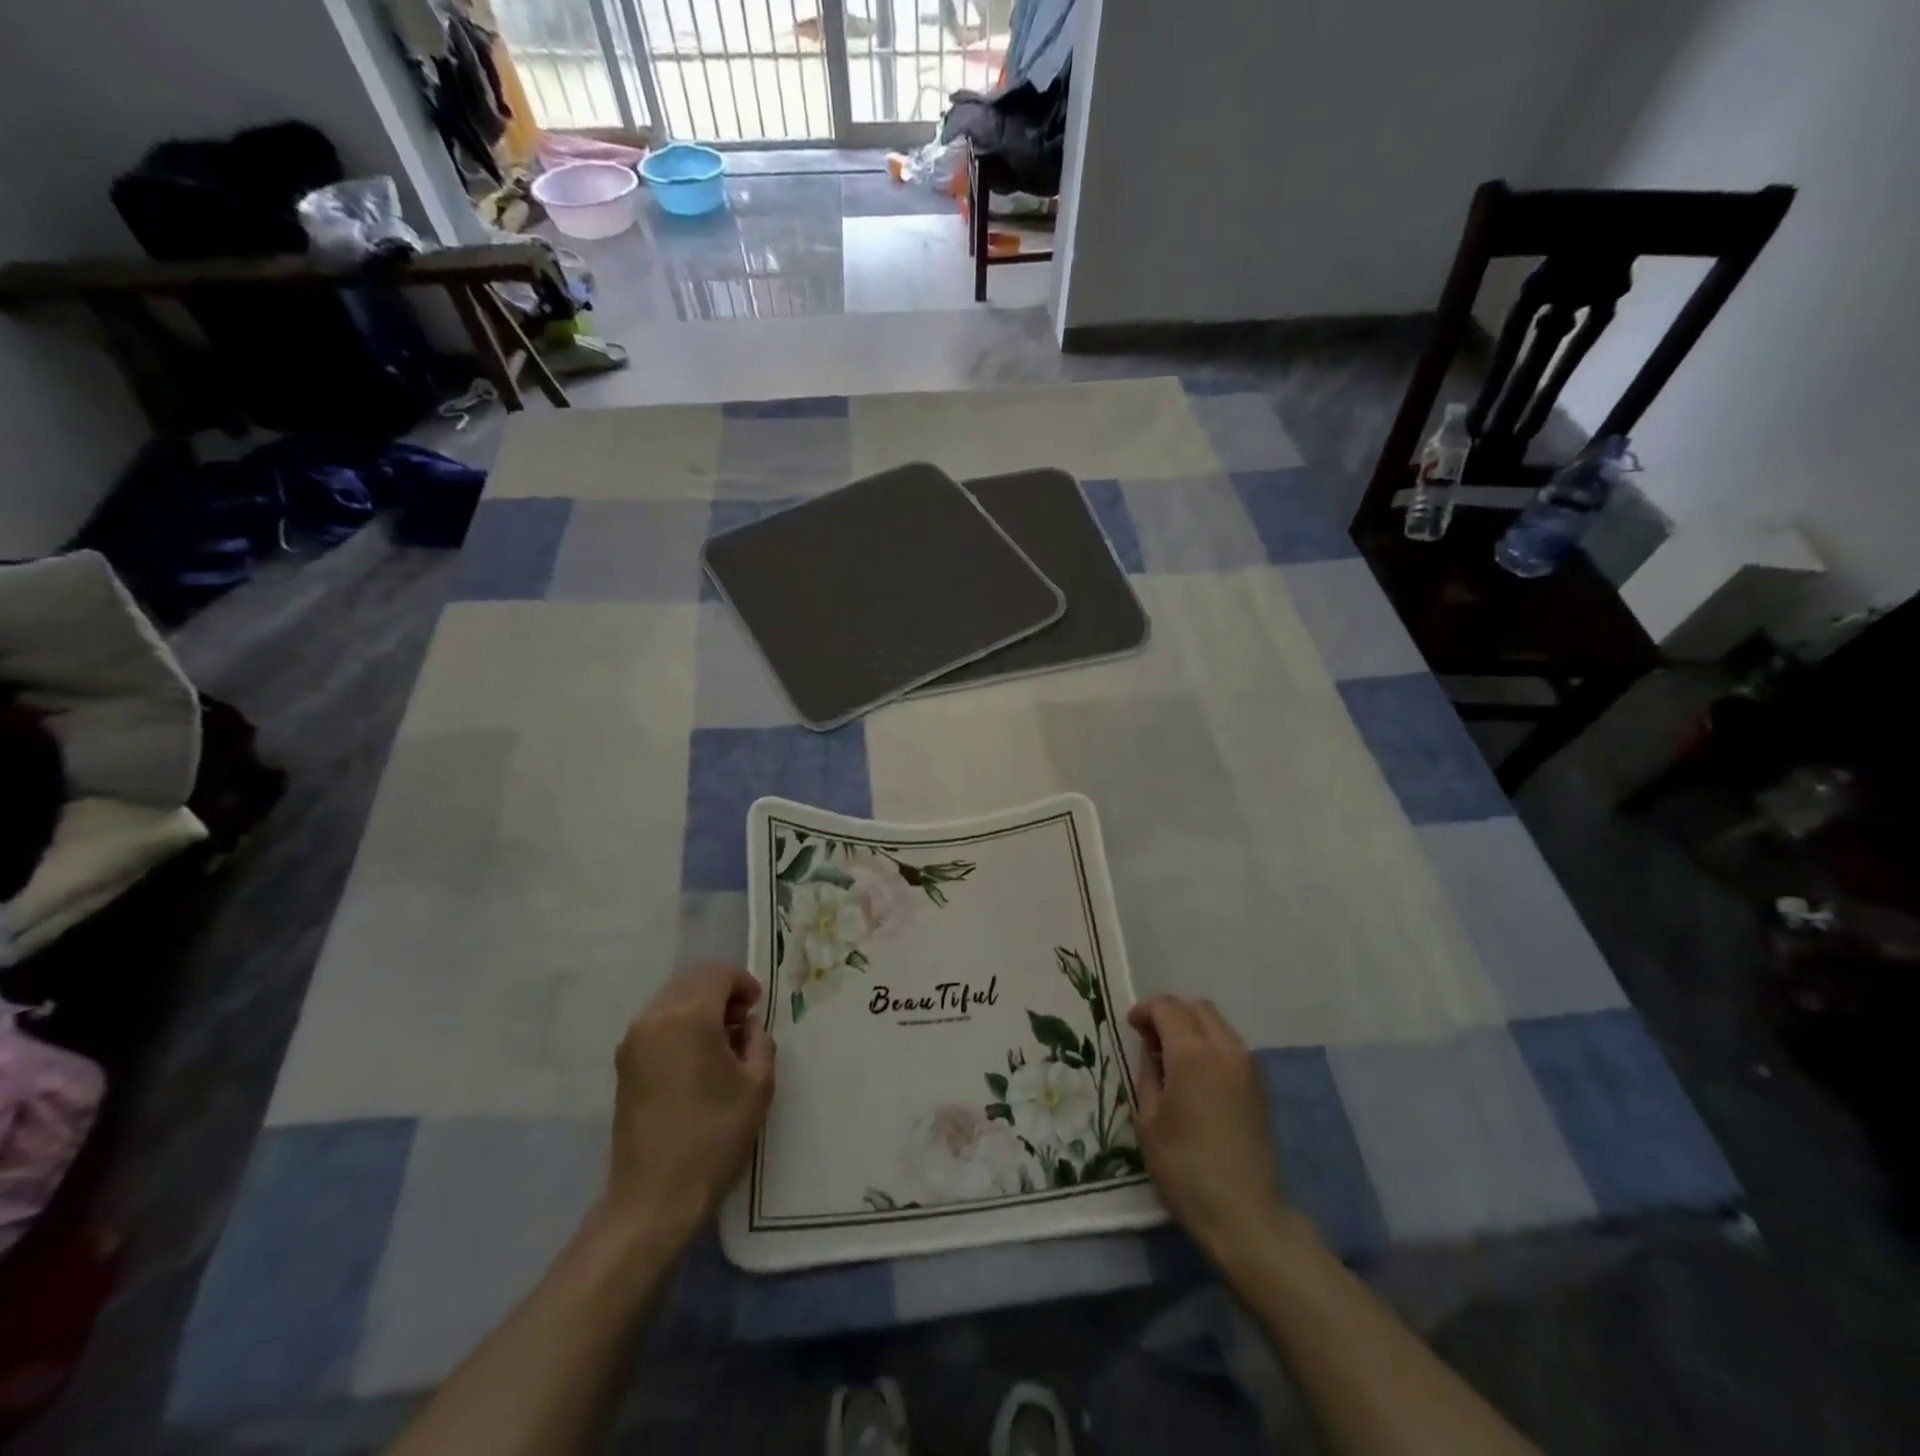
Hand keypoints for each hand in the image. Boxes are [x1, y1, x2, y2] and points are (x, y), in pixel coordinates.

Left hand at [599, 961, 774, 1249]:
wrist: (653, 1197)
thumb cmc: (714, 1137)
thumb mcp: (757, 1085)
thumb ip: (760, 1041)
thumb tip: (748, 1024)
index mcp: (689, 1017)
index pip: (718, 973)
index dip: (743, 982)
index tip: (758, 1008)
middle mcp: (656, 1018)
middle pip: (692, 979)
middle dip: (722, 989)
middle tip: (743, 1021)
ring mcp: (634, 1039)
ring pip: (673, 997)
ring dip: (700, 1004)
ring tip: (721, 1040)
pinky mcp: (624, 1062)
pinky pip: (658, 1020)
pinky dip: (681, 1022)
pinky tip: (697, 1056)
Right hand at [1128, 996, 1297, 1268]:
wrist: (1245, 1214)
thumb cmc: (1185, 1168)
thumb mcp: (1148, 1119)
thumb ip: (1147, 1072)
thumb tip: (1151, 1049)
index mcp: (1192, 1053)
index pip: (1167, 1007)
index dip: (1144, 1011)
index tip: (1130, 1028)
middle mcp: (1224, 1048)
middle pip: (1195, 1007)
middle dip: (1169, 1013)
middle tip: (1149, 1038)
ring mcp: (1247, 1065)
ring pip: (1216, 1022)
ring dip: (1191, 1026)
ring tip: (1171, 1056)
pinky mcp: (1259, 1084)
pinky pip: (1230, 1044)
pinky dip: (1209, 1043)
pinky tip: (1196, 1074)